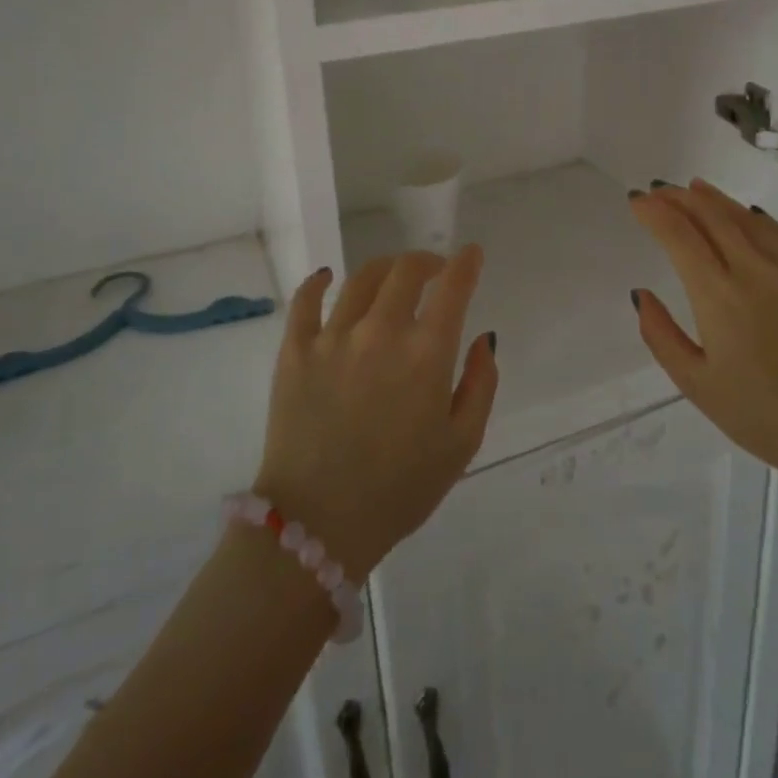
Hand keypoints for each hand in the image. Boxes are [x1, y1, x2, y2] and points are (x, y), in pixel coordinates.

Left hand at [255, 247, 498, 579]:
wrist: (318, 525)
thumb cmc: (400, 490)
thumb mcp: (462, 445)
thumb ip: (481, 384)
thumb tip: (483, 339)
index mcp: (426, 354)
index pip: (453, 288)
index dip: (466, 263)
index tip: (471, 253)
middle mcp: (381, 331)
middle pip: (406, 271)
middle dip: (427, 261)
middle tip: (434, 270)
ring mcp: (333, 337)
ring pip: (361, 279)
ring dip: (385, 268)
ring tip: (392, 277)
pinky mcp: (295, 351)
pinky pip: (305, 301)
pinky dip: (319, 282)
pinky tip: (327, 278)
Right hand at [627, 180, 777, 531]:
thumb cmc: (761, 416)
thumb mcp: (696, 384)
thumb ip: (661, 335)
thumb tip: (641, 294)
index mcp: (718, 296)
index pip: (679, 235)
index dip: (654, 212)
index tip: (637, 202)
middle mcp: (754, 271)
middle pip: (711, 216)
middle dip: (679, 198)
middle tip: (658, 191)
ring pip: (746, 218)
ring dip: (715, 199)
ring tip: (693, 188)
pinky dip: (755, 217)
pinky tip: (746, 213)